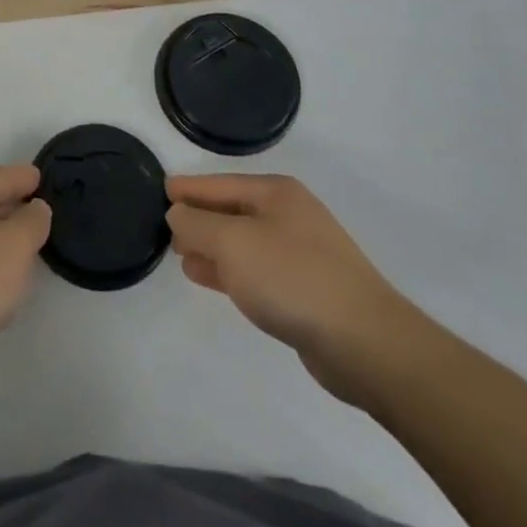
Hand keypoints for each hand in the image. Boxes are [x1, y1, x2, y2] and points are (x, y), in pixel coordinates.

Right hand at [167, 174, 426, 405]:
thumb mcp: (232, 242)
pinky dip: (230, 271)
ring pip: (243, 242)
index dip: (189, 189)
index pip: (219, 183)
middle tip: (166, 229)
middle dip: (199, 219)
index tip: (160, 192)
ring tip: (181, 255)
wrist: (365, 343)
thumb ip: (196, 224)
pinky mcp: (306, 290)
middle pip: (232, 210)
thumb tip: (178, 215)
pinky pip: (256, 270)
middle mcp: (290, 216)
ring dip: (212, 247)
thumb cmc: (292, 278)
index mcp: (276, 193)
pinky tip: (208, 278)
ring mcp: (302, 254)